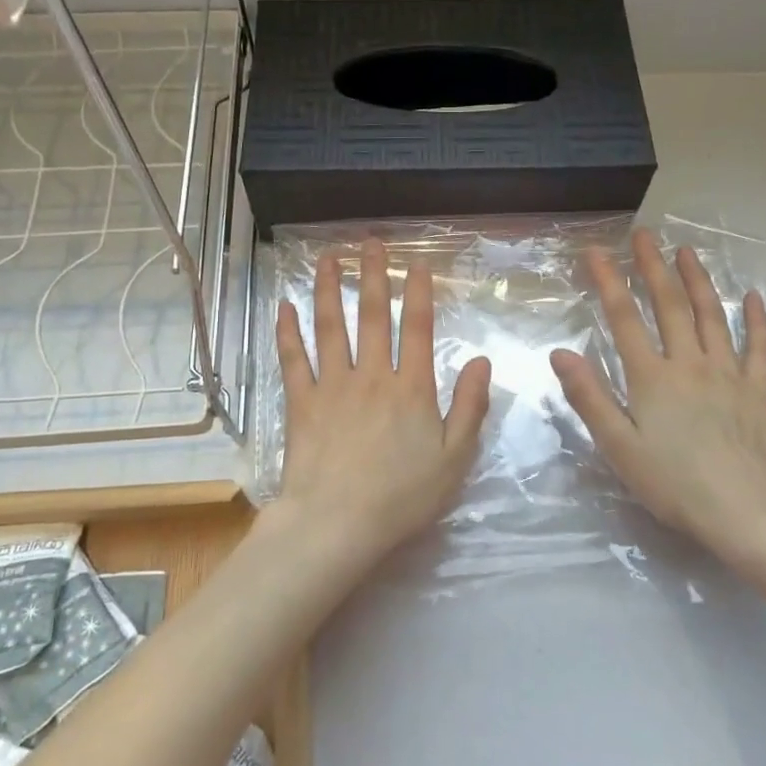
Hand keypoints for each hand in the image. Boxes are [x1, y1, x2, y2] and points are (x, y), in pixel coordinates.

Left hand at [274, 239, 491, 573]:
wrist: (338, 523)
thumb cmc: (402, 496)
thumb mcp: (455, 458)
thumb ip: (470, 406)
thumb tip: (481, 360)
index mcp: (411, 388)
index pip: (417, 328)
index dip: (417, 292)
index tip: (416, 262)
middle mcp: (372, 375)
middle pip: (372, 316)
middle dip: (372, 275)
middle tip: (369, 243)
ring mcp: (332, 386)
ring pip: (329, 327)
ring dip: (327, 289)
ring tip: (326, 258)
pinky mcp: (302, 403)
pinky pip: (293, 359)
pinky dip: (287, 331)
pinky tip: (283, 306)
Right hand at [551, 229, 765, 566]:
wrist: (749, 514)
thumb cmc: (675, 485)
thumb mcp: (620, 447)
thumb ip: (590, 397)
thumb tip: (560, 353)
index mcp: (652, 377)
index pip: (625, 318)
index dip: (608, 281)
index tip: (595, 252)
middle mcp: (690, 364)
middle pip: (670, 306)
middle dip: (653, 268)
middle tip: (644, 236)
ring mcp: (729, 374)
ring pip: (711, 316)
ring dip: (698, 280)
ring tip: (687, 251)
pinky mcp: (759, 391)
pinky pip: (759, 348)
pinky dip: (755, 320)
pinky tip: (752, 297)